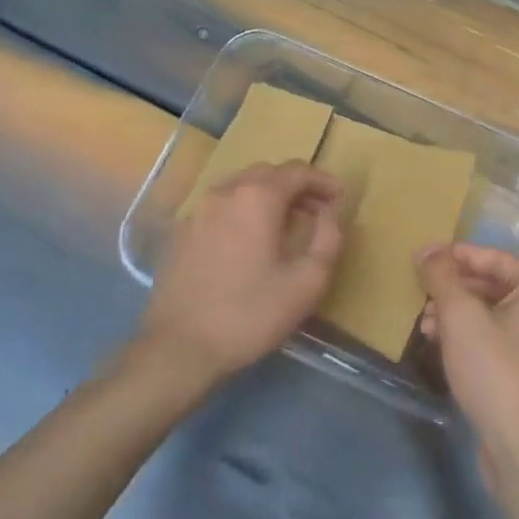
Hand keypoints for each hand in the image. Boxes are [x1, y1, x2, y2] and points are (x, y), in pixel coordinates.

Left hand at [136, 162, 344, 387]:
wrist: (179, 347)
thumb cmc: (250, 313)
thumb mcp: (307, 281)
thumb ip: (328, 238)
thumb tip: (328, 212)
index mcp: (257, 197)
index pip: (297, 171)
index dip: (323, 181)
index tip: (340, 198)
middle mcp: (224, 192)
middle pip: (267, 173)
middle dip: (296, 186)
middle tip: (317, 211)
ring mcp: (197, 211)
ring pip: (240, 188)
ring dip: (268, 197)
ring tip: (286, 225)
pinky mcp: (181, 233)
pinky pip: (220, 207)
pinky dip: (243, 211)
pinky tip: (250, 241)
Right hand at [417, 244, 518, 477]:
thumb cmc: (496, 371)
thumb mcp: (461, 317)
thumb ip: (442, 277)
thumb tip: (428, 248)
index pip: (495, 259)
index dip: (457, 256)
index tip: (423, 258)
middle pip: (493, 287)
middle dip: (454, 290)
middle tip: (419, 293)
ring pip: (492, 316)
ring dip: (457, 316)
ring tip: (424, 324)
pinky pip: (495, 341)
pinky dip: (468, 338)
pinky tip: (440, 346)